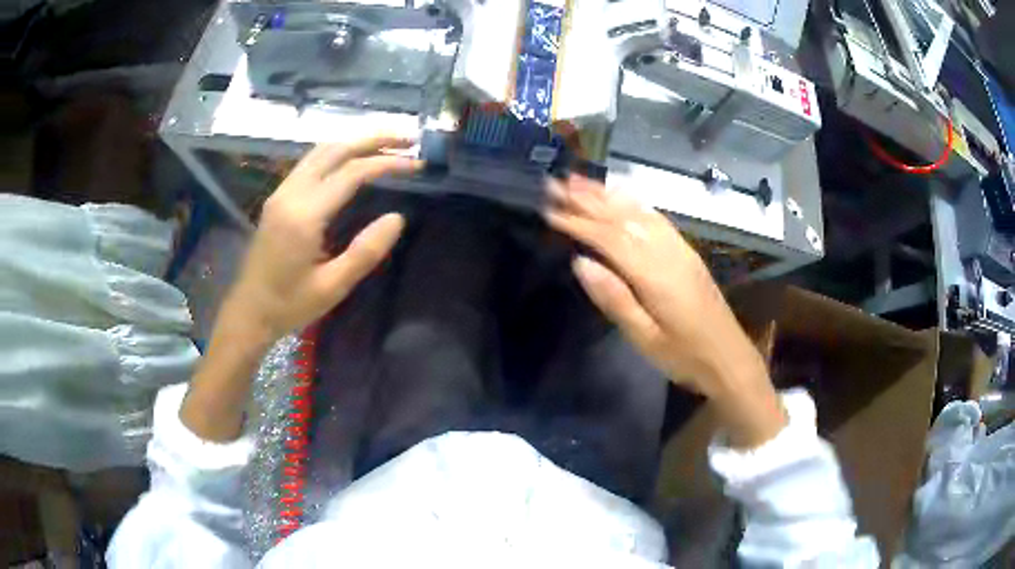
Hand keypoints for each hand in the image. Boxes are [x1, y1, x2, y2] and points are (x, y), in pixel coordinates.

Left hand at [181, 137, 419, 441]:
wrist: (249, 311)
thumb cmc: (290, 305)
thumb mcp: (333, 287)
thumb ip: (366, 251)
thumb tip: (397, 217)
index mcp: (304, 214)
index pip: (352, 173)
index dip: (387, 163)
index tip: (416, 164)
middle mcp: (291, 193)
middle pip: (335, 149)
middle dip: (373, 139)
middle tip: (407, 139)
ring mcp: (281, 192)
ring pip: (320, 151)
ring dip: (355, 142)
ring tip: (386, 144)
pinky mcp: (278, 198)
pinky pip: (310, 162)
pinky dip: (337, 153)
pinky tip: (353, 159)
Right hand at [545, 175, 784, 446]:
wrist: (728, 356)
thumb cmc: (683, 355)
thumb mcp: (644, 338)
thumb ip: (614, 298)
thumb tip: (580, 261)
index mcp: (654, 274)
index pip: (609, 238)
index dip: (577, 221)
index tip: (549, 209)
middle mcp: (667, 251)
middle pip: (622, 217)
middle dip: (586, 198)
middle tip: (554, 183)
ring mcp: (679, 248)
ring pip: (638, 212)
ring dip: (607, 194)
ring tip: (579, 180)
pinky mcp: (686, 251)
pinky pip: (655, 217)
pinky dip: (633, 201)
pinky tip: (621, 195)